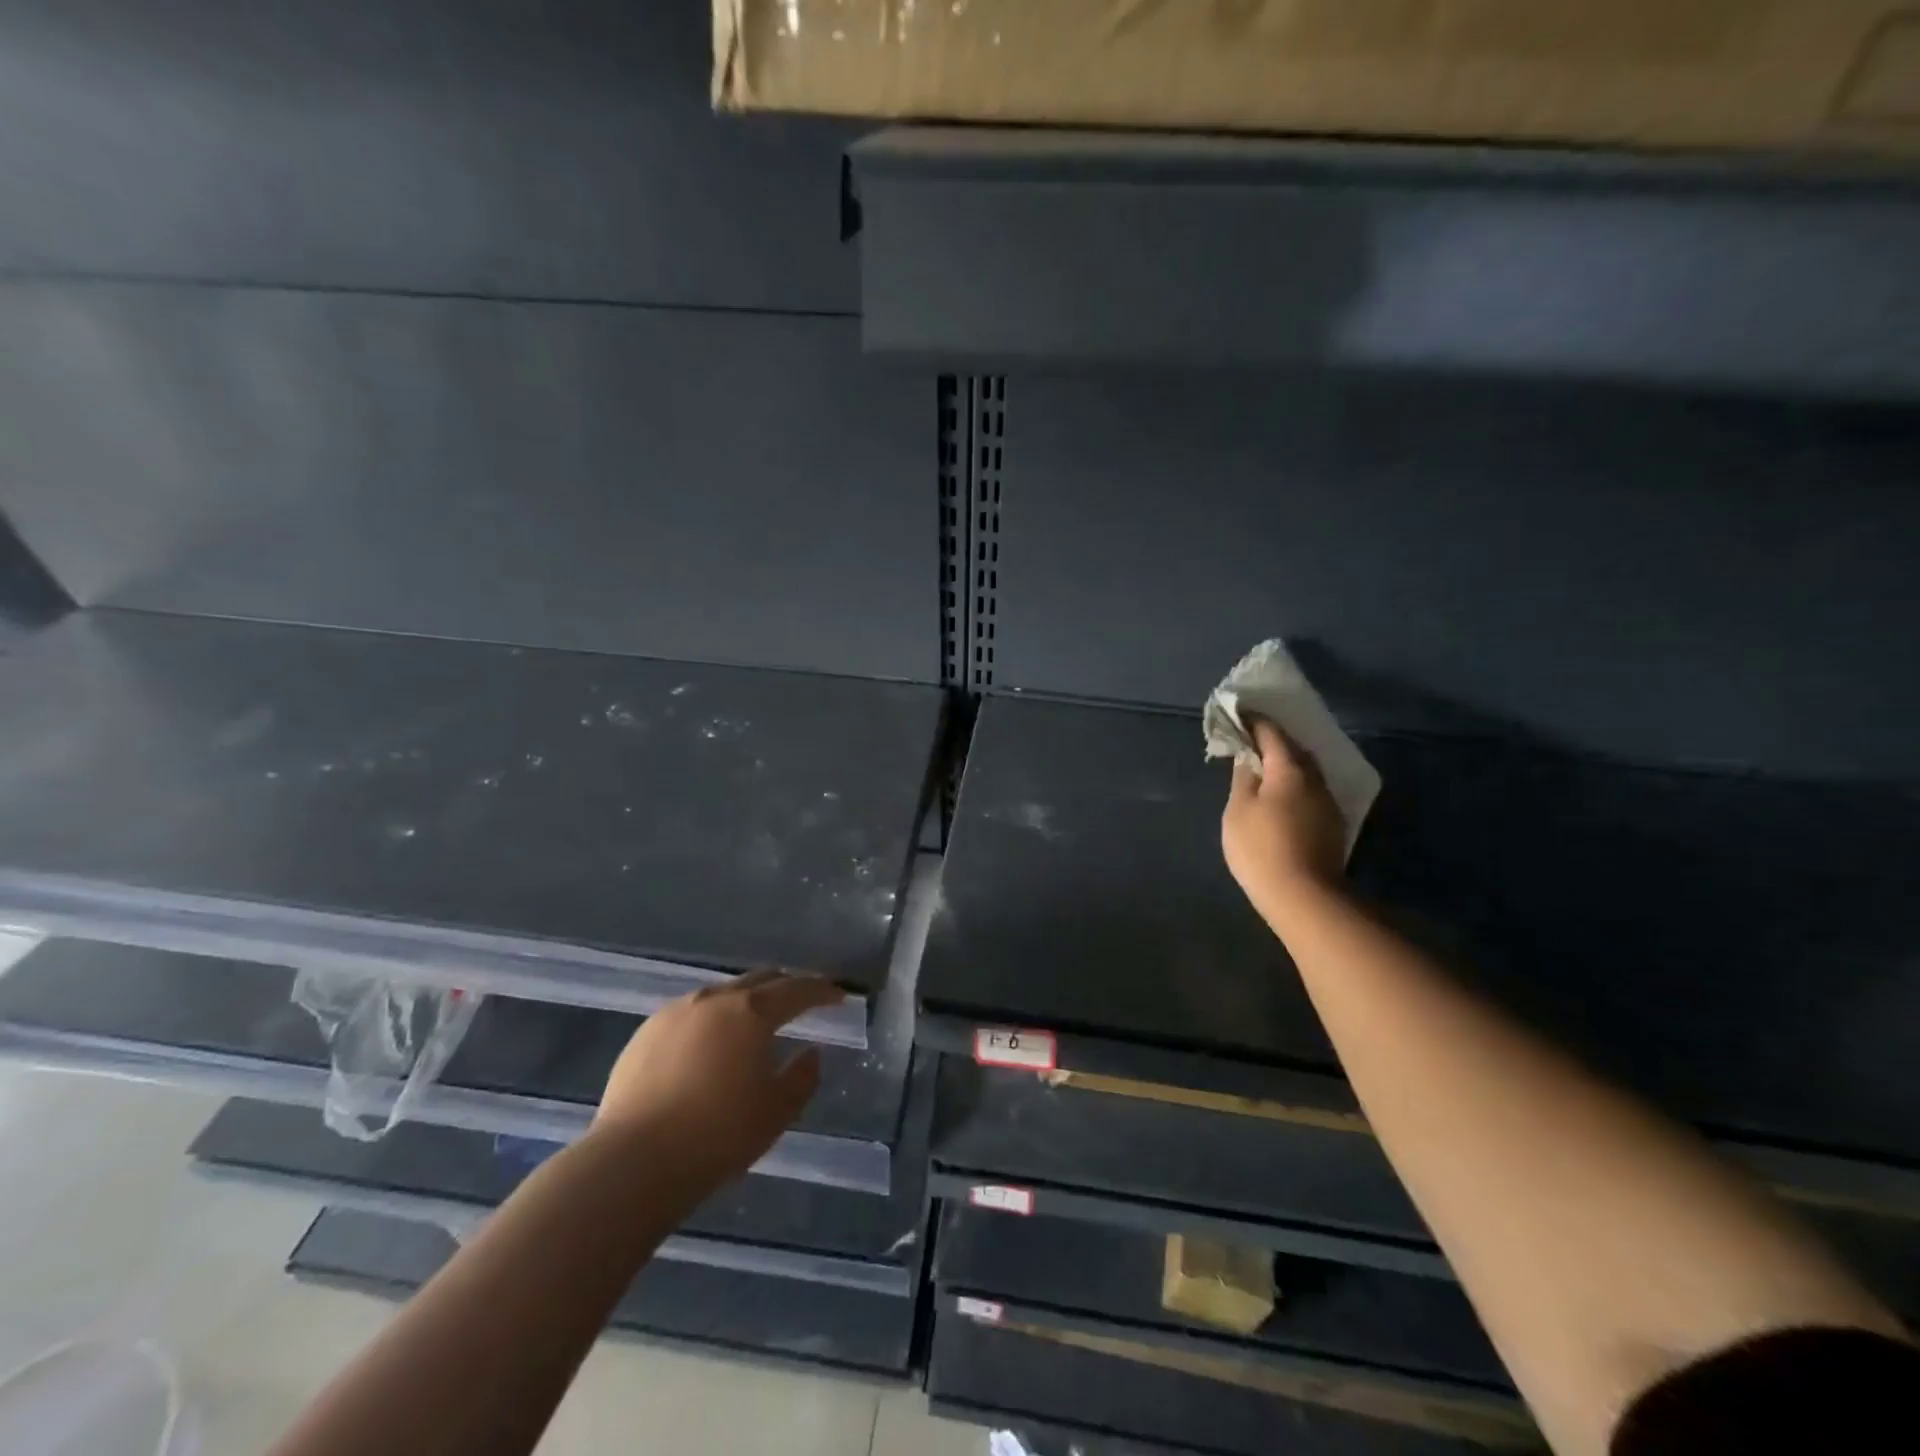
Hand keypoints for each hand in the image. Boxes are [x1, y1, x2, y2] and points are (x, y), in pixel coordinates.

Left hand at [595, 970, 843, 1187]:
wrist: (632, 1163)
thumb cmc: (717, 1136)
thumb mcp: (776, 1112)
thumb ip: (802, 1077)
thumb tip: (811, 1053)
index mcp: (751, 1012)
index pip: (797, 990)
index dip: (822, 991)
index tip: (838, 996)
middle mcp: (715, 1000)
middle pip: (759, 980)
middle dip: (785, 987)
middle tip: (802, 1001)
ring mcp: (675, 1012)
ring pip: (722, 993)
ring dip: (746, 1001)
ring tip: (755, 1021)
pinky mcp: (645, 1032)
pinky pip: (691, 1013)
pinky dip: (712, 1019)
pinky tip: (710, 1043)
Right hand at [1221, 716, 1345, 914]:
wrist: (1304, 897)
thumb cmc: (1261, 847)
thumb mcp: (1238, 810)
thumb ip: (1242, 778)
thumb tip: (1247, 757)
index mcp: (1289, 769)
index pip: (1272, 733)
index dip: (1254, 721)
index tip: (1238, 714)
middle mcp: (1315, 779)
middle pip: (1295, 750)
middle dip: (1274, 742)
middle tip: (1250, 742)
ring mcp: (1327, 803)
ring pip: (1306, 772)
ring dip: (1286, 765)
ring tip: (1263, 770)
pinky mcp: (1331, 825)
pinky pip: (1310, 792)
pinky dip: (1294, 785)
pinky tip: (1281, 797)